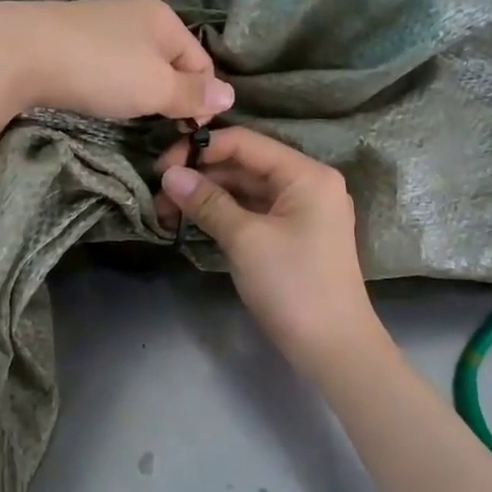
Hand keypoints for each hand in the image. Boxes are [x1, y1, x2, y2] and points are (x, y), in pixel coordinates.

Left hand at [0, 0, 232, 122]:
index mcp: (164, 18)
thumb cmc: (99, 68)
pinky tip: (103, 101)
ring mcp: (102, 26)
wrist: (18, 53)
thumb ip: (193, 93)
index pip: (202, 63)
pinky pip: (109, 68)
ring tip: (133, 119)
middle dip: (172, 97)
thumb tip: (230, 97)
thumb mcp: (155, 86)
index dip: (202, 99)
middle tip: (164, 130)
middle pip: (170, 64)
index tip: (190, 133)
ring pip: (138, 67)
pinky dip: (113, 87)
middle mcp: (136, 15)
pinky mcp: (73, 42)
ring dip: (142, 94)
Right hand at [155, 127, 382, 374]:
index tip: (159, 168)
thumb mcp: (245, 240)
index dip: (200, 150)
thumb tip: (169, 174)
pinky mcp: (293, 236)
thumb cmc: (293, 286)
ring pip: (246, 191)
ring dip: (208, 197)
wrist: (333, 348)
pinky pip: (253, 213)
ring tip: (166, 211)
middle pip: (245, 165)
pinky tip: (193, 221)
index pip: (245, 143)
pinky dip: (224, 215)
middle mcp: (308, 184)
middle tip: (157, 196)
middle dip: (200, 176)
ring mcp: (302, 212)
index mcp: (306, 174)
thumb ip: (207, 202)